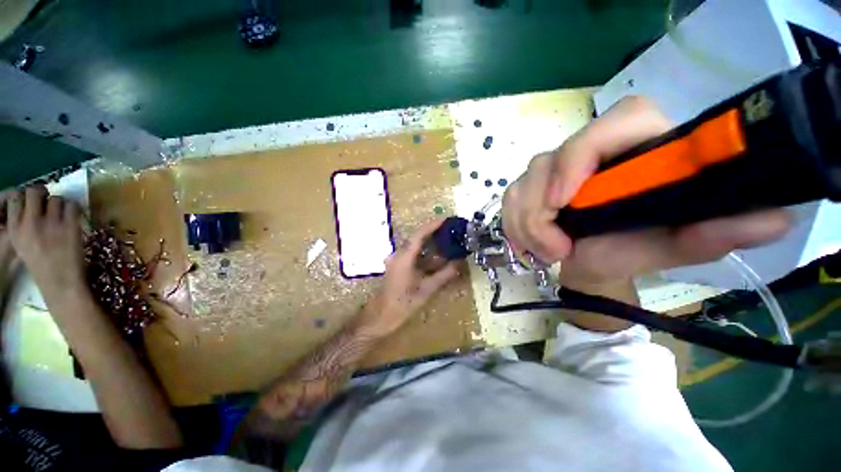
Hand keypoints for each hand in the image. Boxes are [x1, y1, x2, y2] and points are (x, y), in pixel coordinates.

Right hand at [3, 186, 85, 300]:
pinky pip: (73, 205)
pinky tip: (74, 219)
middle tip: (48, 202)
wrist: (61, 283)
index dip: (25, 194)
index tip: (32, 200)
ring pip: (56, 198)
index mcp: (14, 228)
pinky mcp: (70, 226)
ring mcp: (50, 224)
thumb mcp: (21, 244)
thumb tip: (30, 204)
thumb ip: (22, 224)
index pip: (14, 196)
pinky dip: (74, 209)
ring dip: (61, 204)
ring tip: (62, 216)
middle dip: (43, 193)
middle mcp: (30, 223)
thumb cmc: (41, 266)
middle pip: (35, 191)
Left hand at [362, 218, 459, 334]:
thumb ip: (444, 275)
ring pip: (415, 246)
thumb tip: (459, 263)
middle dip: (433, 232)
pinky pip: (413, 254)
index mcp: (405, 257)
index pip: (420, 235)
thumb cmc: (403, 303)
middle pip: (417, 237)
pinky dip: (425, 253)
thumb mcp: (427, 289)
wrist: (381, 315)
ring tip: (446, 240)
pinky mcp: (397, 266)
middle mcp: (399, 254)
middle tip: (450, 229)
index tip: (446, 219)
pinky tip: (436, 257)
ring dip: (429, 242)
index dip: (433, 225)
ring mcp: (397, 260)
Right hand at [502, 96, 790, 284]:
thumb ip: (717, 231)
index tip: (566, 199)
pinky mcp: (530, 186)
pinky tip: (527, 245)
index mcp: (638, 147)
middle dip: (540, 209)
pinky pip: (508, 198)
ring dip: (524, 223)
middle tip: (555, 250)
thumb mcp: (677, 245)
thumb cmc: (635, 251)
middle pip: (549, 159)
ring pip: (521, 183)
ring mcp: (553, 169)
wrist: (594, 264)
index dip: (581, 155)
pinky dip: (513, 224)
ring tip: (544, 254)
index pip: (612, 122)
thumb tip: (773, 217)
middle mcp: (591, 151)